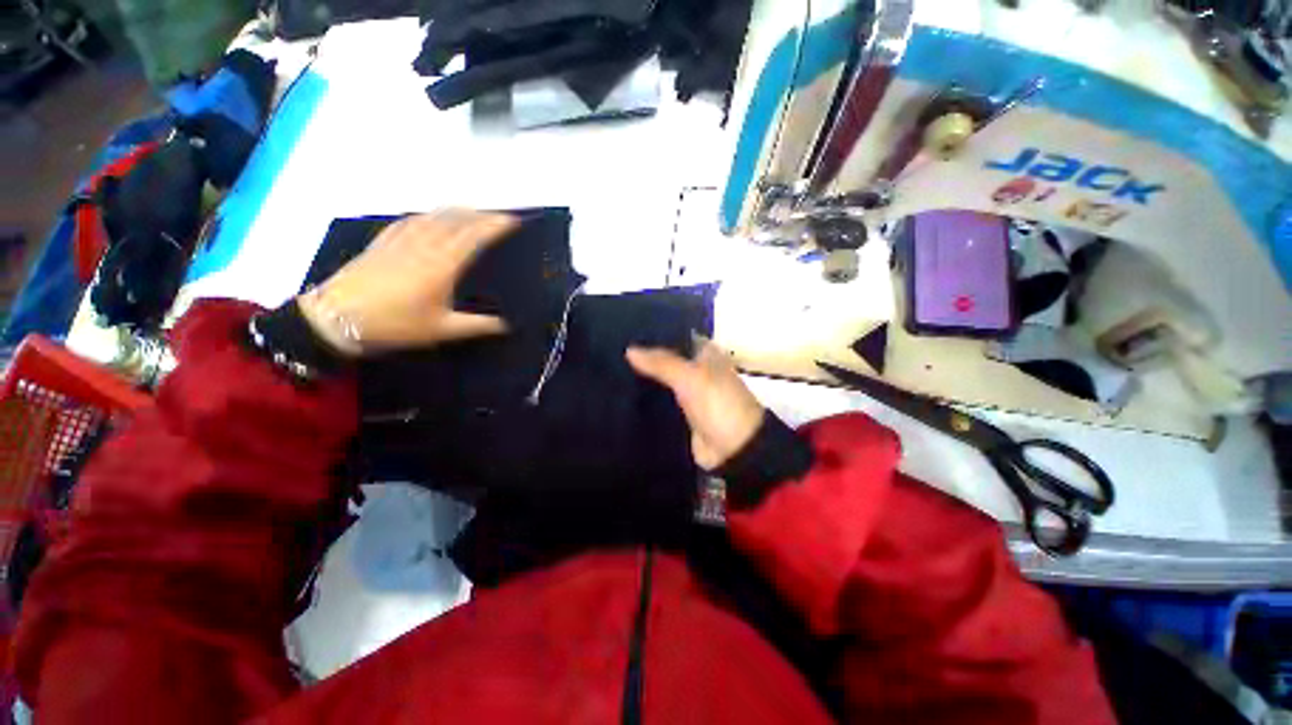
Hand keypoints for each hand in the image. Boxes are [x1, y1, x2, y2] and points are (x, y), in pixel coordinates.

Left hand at [298, 209, 517, 355]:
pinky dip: (426, 215)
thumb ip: (477, 325)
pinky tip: (429, 217)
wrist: (336, 317)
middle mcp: (424, 246)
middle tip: (498, 215)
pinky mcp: (382, 243)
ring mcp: (401, 241)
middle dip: (480, 215)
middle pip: (456, 221)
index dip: (494, 226)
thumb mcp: (441, 329)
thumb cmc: (395, 324)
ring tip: (471, 211)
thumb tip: (506, 326)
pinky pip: (409, 221)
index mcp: (442, 265)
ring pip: (433, 216)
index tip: (512, 220)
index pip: (474, 237)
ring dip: (455, 211)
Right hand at [626, 339, 765, 469]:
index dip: (655, 334)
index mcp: (707, 354)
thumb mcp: (690, 378)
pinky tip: (624, 396)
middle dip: (646, 359)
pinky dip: (647, 401)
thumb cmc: (718, 404)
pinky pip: (661, 403)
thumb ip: (661, 363)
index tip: (627, 332)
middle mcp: (698, 371)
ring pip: (662, 382)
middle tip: (614, 352)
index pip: (677, 337)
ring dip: (644, 379)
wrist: (734, 449)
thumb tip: (629, 350)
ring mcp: (690, 394)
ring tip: (612, 371)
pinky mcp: (682, 415)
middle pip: (667, 360)